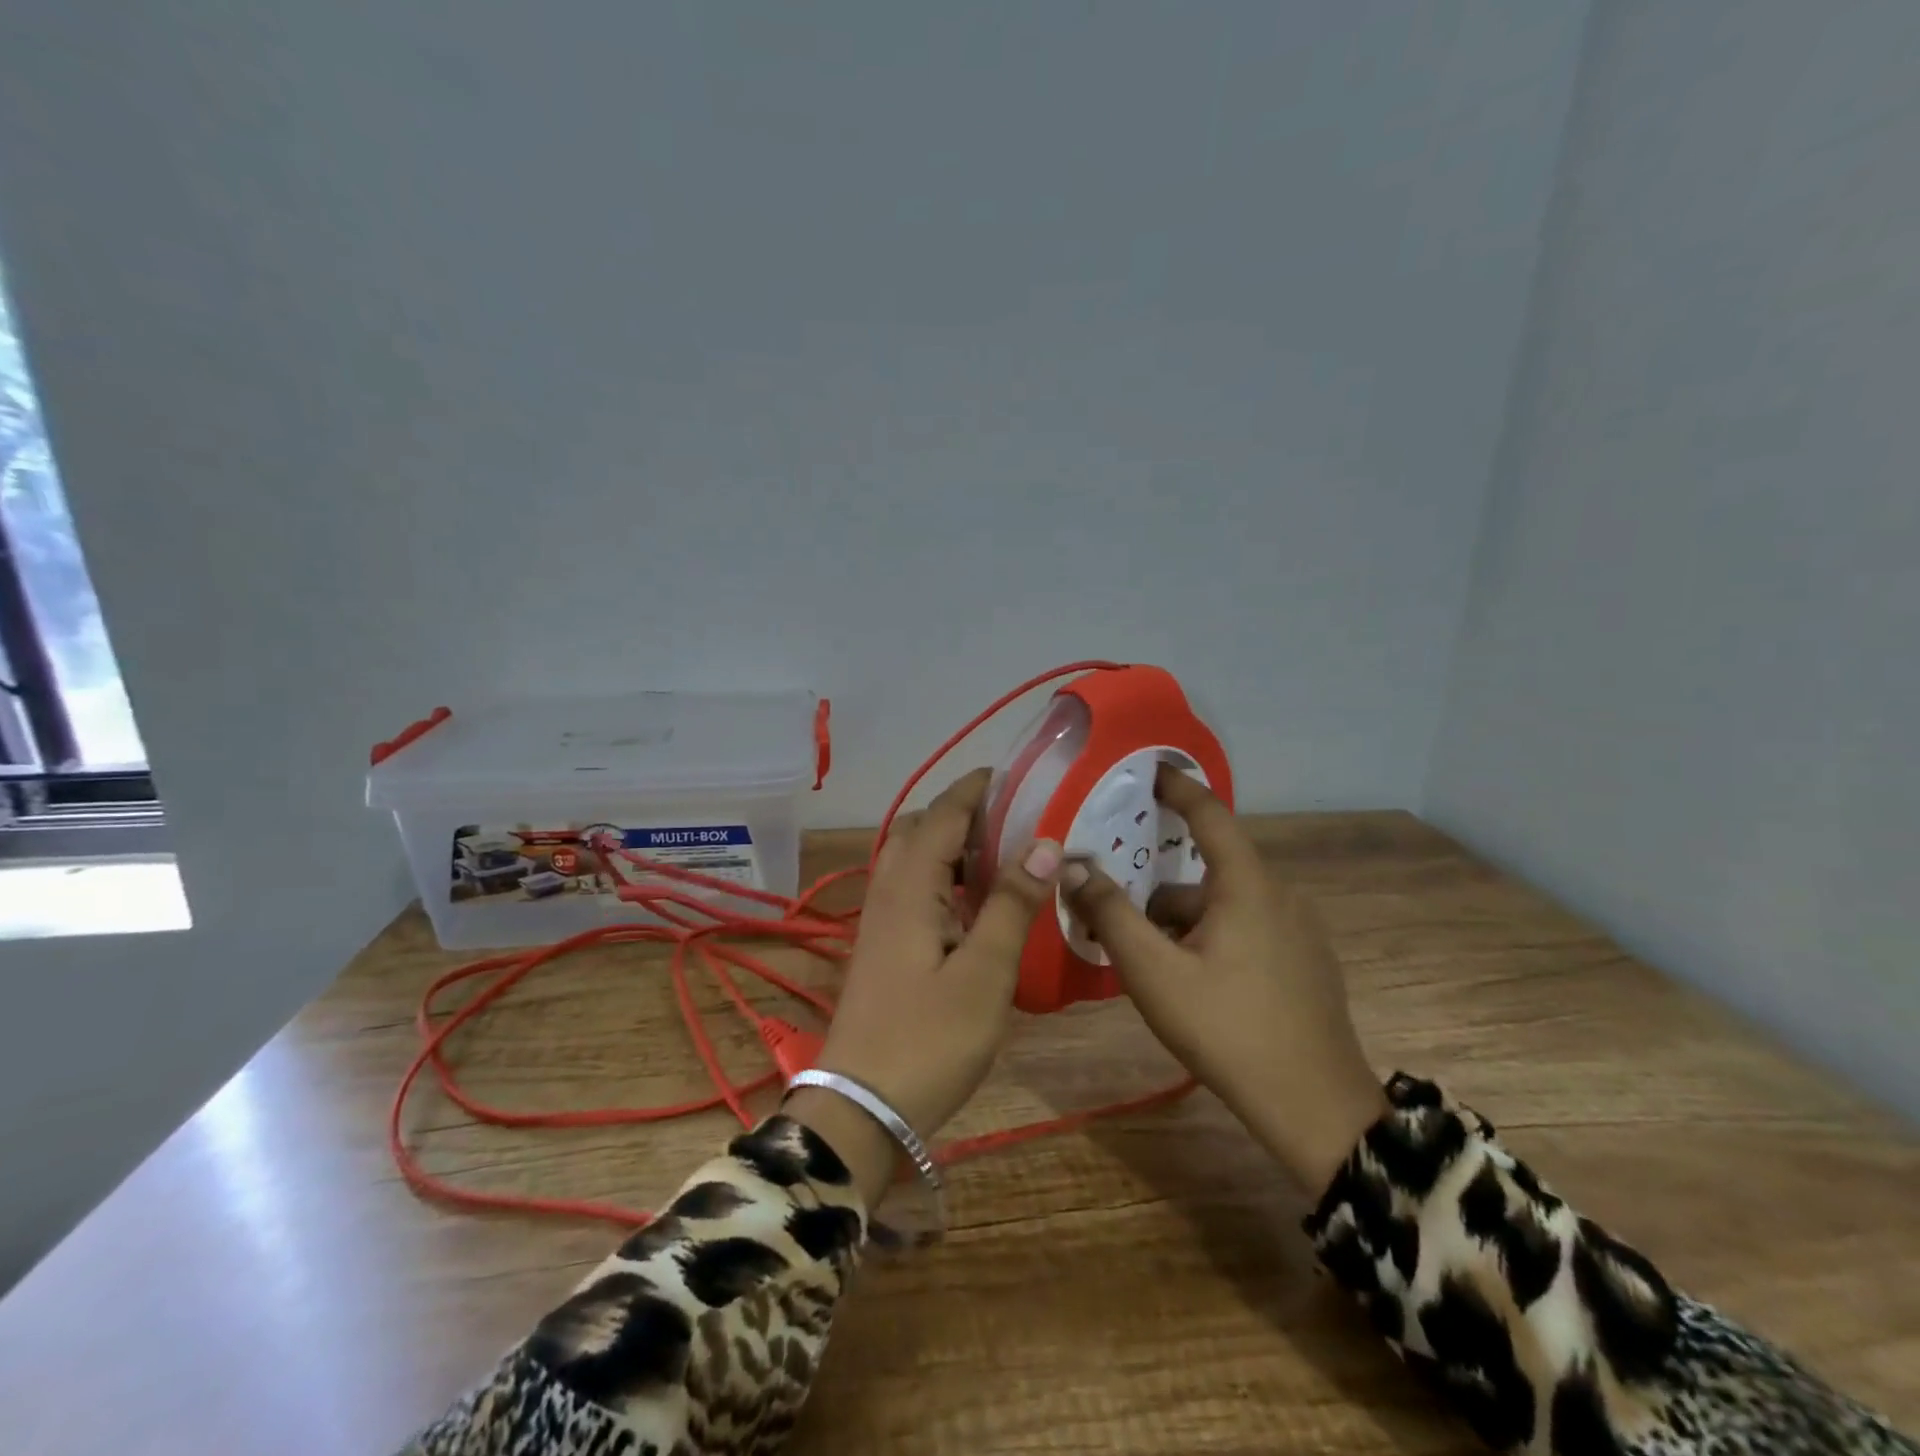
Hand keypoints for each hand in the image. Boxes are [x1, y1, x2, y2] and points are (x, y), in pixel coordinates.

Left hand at [788, 768, 1060, 1202]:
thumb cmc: (930, 1038)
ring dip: (950, 845)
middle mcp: (888, 891)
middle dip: (961, 813)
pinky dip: (942, 877)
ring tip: (1002, 856)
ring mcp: (879, 921)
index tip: (1014, 775)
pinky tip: (974, 905)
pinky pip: (911, 889)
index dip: (975, 789)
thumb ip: (1012, 903)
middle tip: (1012, 820)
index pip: (942, 815)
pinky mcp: (882, 947)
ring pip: (911, 859)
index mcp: (910, 887)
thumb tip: (1043, 841)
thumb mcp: (985, 972)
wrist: (861, 1107)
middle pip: (919, 829)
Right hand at [1060, 766, 1386, 1193]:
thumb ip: (1111, 914)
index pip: (1209, 814)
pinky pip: (1246, 929)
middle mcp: (1279, 895)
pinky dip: (1210, 937)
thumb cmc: (1228, 1029)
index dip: (1176, 788)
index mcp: (1247, 885)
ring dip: (1181, 921)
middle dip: (1157, 889)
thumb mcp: (1154, 972)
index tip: (1147, 771)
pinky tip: (1190, 981)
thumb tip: (1073, 865)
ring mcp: (1298, 931)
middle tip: (1115, 911)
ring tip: (1146, 961)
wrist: (1316, 1108)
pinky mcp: (1306, 962)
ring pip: (1224, 905)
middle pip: (1206, 872)